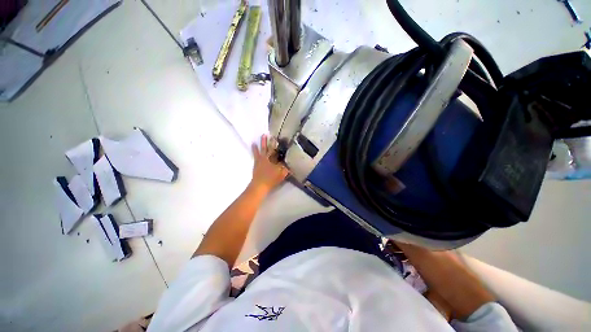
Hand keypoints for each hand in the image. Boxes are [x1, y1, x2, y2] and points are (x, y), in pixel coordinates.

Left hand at [250, 134, 288, 193]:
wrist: (259, 185)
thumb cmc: (271, 180)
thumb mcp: (281, 175)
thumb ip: (285, 169)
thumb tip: (288, 165)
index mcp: (272, 160)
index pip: (276, 151)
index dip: (276, 145)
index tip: (277, 138)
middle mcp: (266, 158)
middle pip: (268, 148)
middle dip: (269, 142)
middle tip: (269, 135)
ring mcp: (260, 160)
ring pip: (261, 149)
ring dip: (262, 143)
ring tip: (262, 136)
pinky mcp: (256, 163)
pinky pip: (255, 154)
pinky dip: (254, 149)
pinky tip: (253, 144)